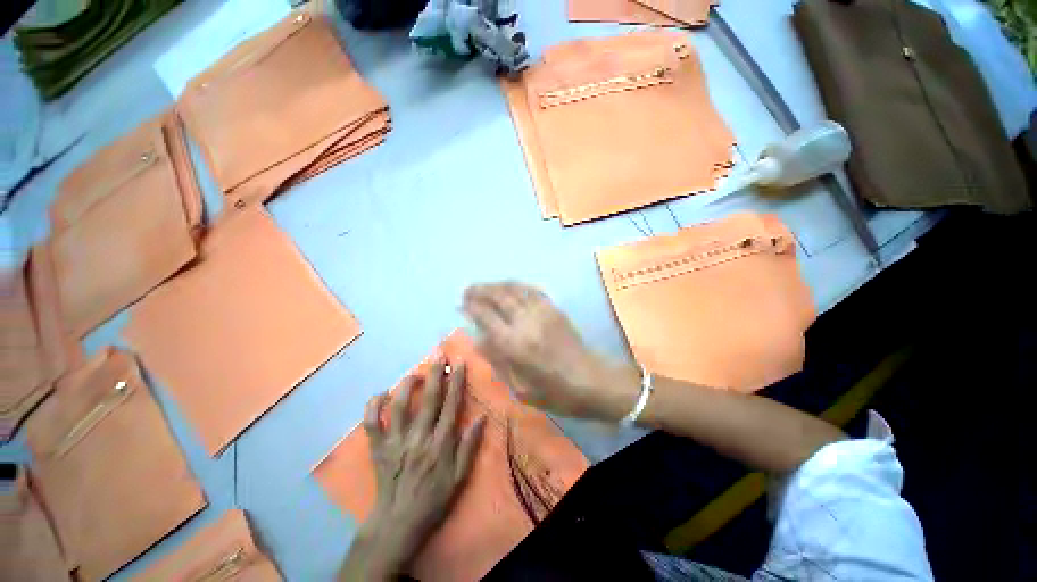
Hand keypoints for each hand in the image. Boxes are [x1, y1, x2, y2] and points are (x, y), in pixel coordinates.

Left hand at [340, 359, 485, 580]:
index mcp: (441, 443)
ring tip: (415, 373)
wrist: (398, 523)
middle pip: (429, 398)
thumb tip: (481, 417)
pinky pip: (371, 422)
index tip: (459, 362)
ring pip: (399, 405)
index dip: (456, 381)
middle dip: (435, 372)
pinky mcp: (377, 448)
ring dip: (407, 384)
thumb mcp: (460, 476)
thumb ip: (470, 445)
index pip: (452, 404)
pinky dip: (373, 405)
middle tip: (438, 353)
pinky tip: (382, 394)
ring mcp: (395, 441)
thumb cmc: (434, 498)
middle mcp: (419, 437)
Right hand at [463, 282, 639, 420]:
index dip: (471, 307)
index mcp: (514, 344)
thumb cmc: (553, 391)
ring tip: (484, 286)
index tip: (461, 304)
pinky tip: (509, 286)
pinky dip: (517, 285)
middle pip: (498, 297)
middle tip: (468, 290)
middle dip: (480, 290)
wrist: (590, 380)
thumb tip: (479, 339)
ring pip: (514, 289)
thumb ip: (497, 360)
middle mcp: (526, 322)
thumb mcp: (519, 387)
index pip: (486, 317)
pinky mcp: (554, 308)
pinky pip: (532, 290)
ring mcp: (542, 311)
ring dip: (496, 285)